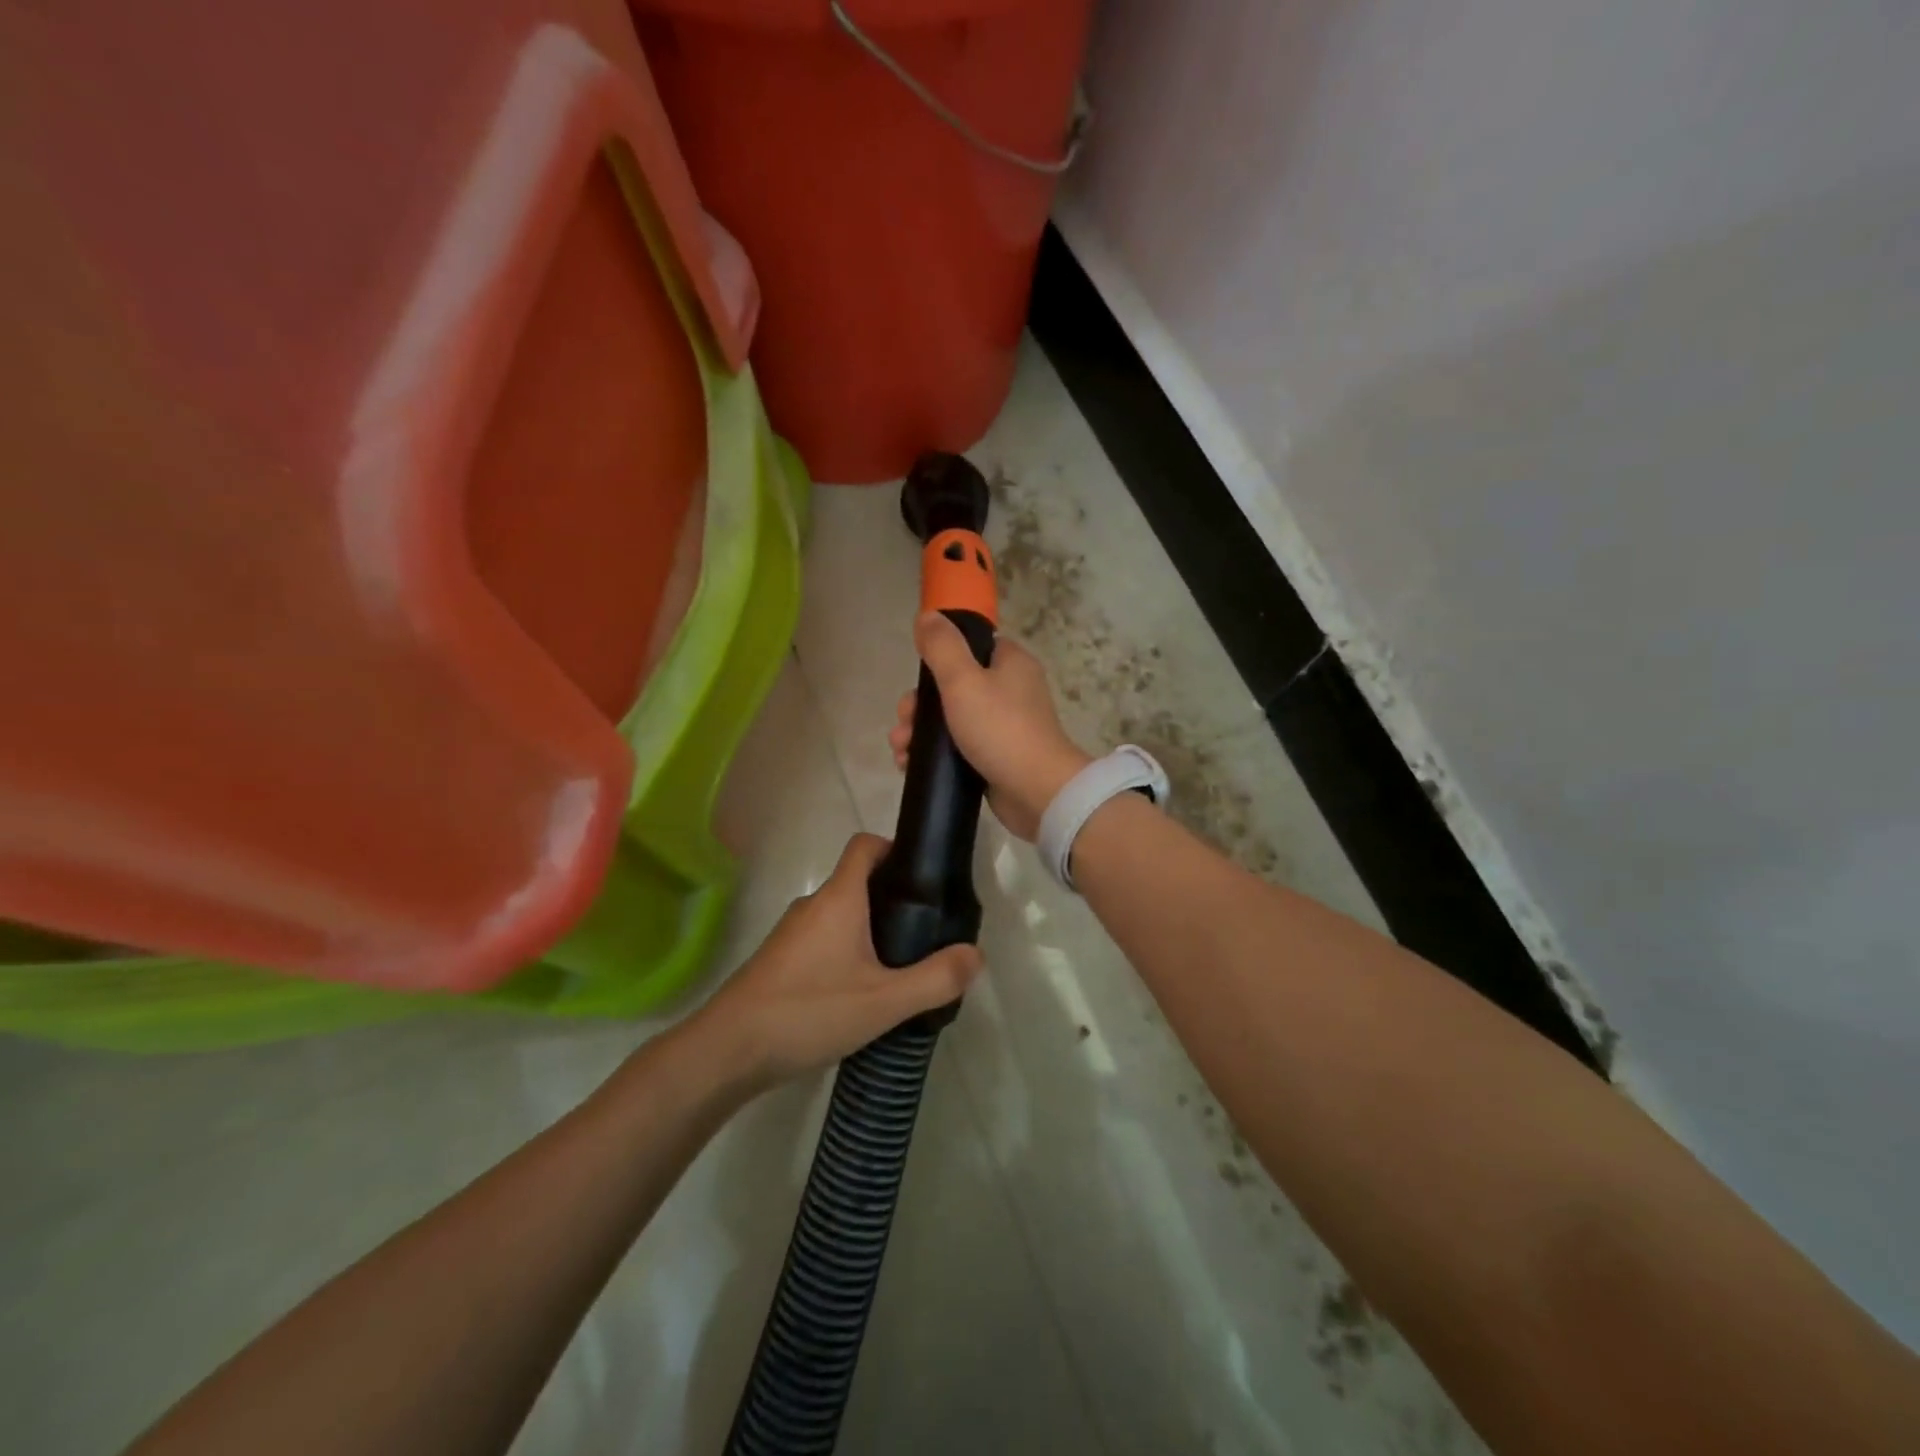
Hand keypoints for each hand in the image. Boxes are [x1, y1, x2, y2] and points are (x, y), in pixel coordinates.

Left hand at [690, 833, 983, 1088]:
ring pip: (839, 915)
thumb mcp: (883, 1001)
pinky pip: (822, 941)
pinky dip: (846, 952)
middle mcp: (812, 906)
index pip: (864, 845)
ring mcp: (791, 934)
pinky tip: (860, 992)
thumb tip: (975, 955)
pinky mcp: (779, 962)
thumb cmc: (808, 1011)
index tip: (923, 874)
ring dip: (869, 929)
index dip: (894, 848)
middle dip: (892, 898)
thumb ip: (935, 979)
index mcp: (838, 899)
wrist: (727, 1051)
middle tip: (925, 930)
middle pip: (856, 882)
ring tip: (899, 965)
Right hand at [888, 613, 1091, 840]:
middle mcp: (1011, 690)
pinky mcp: (997, 756)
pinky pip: (958, 747)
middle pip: (953, 686)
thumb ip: (942, 646)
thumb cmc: (1000, 729)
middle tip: (903, 725)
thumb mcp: (963, 681)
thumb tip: (927, 616)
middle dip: (919, 706)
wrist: (1036, 791)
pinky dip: (934, 754)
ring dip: (919, 732)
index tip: (917, 681)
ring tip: (900, 751)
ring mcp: (1005, 725)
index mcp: (1010, 663)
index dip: (939, 659)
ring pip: (951, 719)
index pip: (971, 646)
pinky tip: (909, 765)